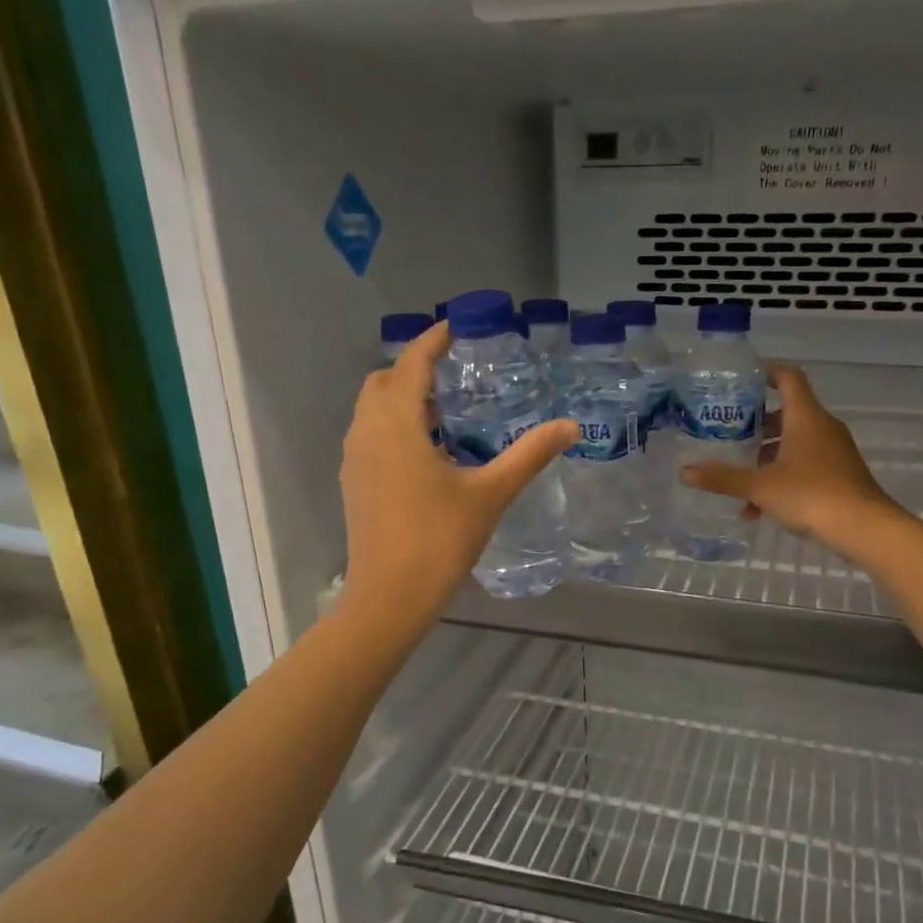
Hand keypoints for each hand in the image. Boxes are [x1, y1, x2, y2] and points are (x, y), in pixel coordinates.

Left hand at [339, 322, 576, 615]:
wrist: (391, 594)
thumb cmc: (440, 538)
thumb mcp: (491, 493)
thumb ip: (529, 455)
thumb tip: (569, 427)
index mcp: (398, 425)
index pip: (411, 365)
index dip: (432, 342)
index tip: (454, 328)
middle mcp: (367, 432)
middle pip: (383, 382)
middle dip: (412, 369)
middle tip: (452, 375)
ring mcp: (355, 459)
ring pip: (371, 410)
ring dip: (400, 399)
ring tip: (441, 411)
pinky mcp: (353, 482)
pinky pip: (368, 435)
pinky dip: (391, 425)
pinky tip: (423, 452)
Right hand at [679, 365, 899, 555]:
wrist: (864, 528)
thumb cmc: (811, 494)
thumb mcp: (760, 487)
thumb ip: (723, 478)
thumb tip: (685, 472)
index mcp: (805, 417)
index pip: (788, 378)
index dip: (767, 373)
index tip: (743, 379)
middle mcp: (822, 427)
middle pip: (787, 413)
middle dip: (757, 425)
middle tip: (730, 434)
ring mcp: (834, 451)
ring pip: (794, 444)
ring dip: (766, 458)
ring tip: (739, 479)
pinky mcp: (840, 475)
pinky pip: (804, 466)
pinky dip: (782, 478)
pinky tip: (758, 509)